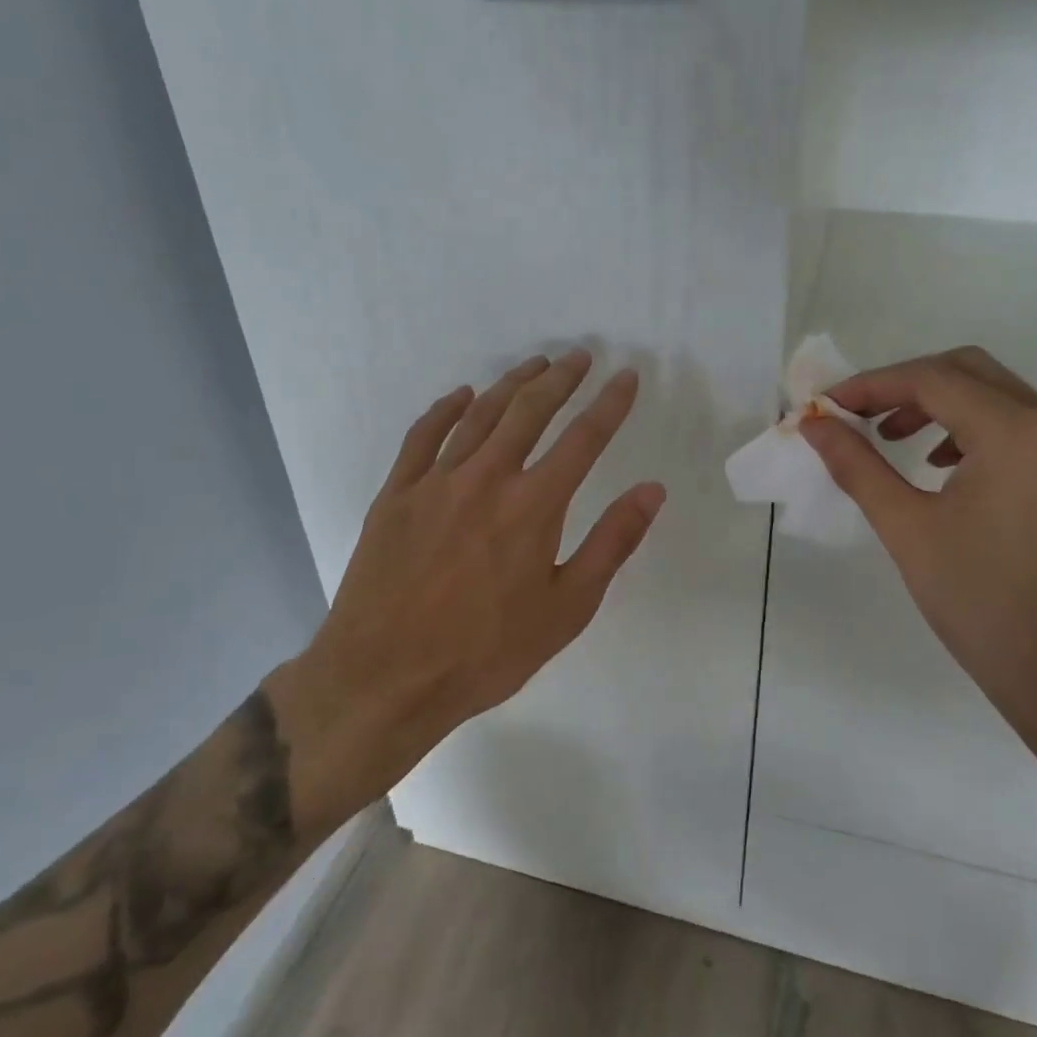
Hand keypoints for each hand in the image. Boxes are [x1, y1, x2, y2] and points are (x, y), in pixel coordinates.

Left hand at [266, 350, 664, 831]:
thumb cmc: (486, 652)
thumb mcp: (566, 609)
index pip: (584, 439)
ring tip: (535, 365)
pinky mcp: (397, 494)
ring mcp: (435, 482)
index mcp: (533, 506)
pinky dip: (446, 410)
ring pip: (480, 415)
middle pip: (530, 411)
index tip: (626, 377)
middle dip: (561, 379)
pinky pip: (423, 436)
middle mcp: (487, 478)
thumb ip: (612, 542)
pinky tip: (462, 396)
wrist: (384, 679)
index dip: (609, 404)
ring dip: (511, 384)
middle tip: (580, 357)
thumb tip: (652, 490)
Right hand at [800, 347, 1036, 736]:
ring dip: (937, 402)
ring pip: (993, 393)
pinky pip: (1016, 423)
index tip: (826, 407)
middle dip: (903, 385)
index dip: (871, 385)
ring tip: (891, 436)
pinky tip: (939, 462)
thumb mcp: (906, 528)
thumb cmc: (979, 603)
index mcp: (1017, 433)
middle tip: (857, 416)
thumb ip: (856, 465)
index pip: (932, 379)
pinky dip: (969, 425)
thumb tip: (813, 425)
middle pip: (966, 370)